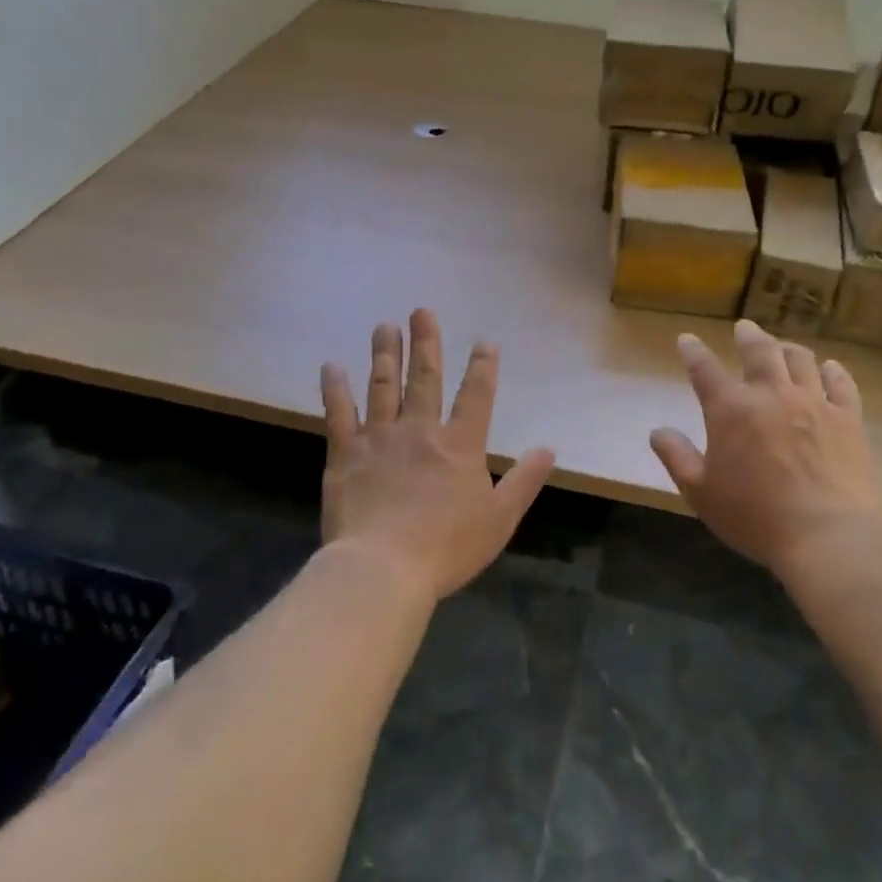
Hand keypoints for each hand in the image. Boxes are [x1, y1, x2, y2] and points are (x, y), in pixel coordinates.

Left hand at [320, 309, 555, 601]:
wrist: (383, 569)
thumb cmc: (447, 548)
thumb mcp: (499, 519)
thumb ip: (524, 481)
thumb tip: (549, 449)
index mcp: (460, 445)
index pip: (476, 396)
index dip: (482, 367)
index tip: (484, 343)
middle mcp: (420, 431)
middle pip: (424, 379)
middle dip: (426, 343)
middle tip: (421, 311)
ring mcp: (379, 438)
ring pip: (383, 386)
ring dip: (385, 354)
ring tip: (385, 326)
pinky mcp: (345, 453)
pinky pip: (338, 413)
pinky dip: (335, 388)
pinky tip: (331, 366)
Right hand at [650, 320, 881, 574]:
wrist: (827, 536)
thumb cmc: (755, 517)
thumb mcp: (700, 492)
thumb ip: (676, 457)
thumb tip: (657, 431)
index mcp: (731, 409)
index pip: (704, 369)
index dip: (693, 351)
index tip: (686, 339)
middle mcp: (771, 394)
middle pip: (759, 350)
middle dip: (748, 335)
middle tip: (744, 327)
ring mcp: (814, 403)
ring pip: (801, 360)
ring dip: (787, 349)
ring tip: (782, 346)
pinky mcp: (848, 419)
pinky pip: (841, 384)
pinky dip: (833, 372)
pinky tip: (830, 368)